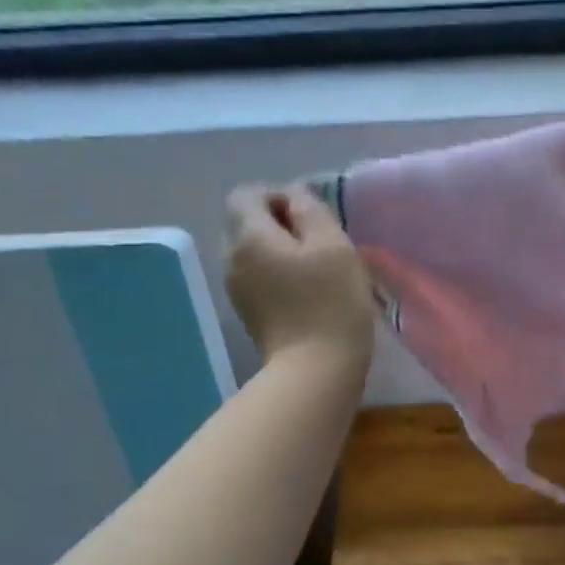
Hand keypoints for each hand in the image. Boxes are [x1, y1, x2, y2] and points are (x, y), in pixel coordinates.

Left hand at [224, 186, 374, 370]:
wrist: (316, 371)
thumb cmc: (331, 303)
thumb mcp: (333, 245)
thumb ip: (311, 210)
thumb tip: (295, 197)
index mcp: (248, 236)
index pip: (247, 194)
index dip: (279, 196)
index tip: (312, 218)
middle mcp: (231, 258)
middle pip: (247, 223)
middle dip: (281, 224)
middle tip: (320, 243)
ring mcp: (236, 290)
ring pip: (254, 252)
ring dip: (282, 251)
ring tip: (317, 269)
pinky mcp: (249, 313)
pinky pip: (259, 277)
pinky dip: (279, 275)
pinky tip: (308, 293)